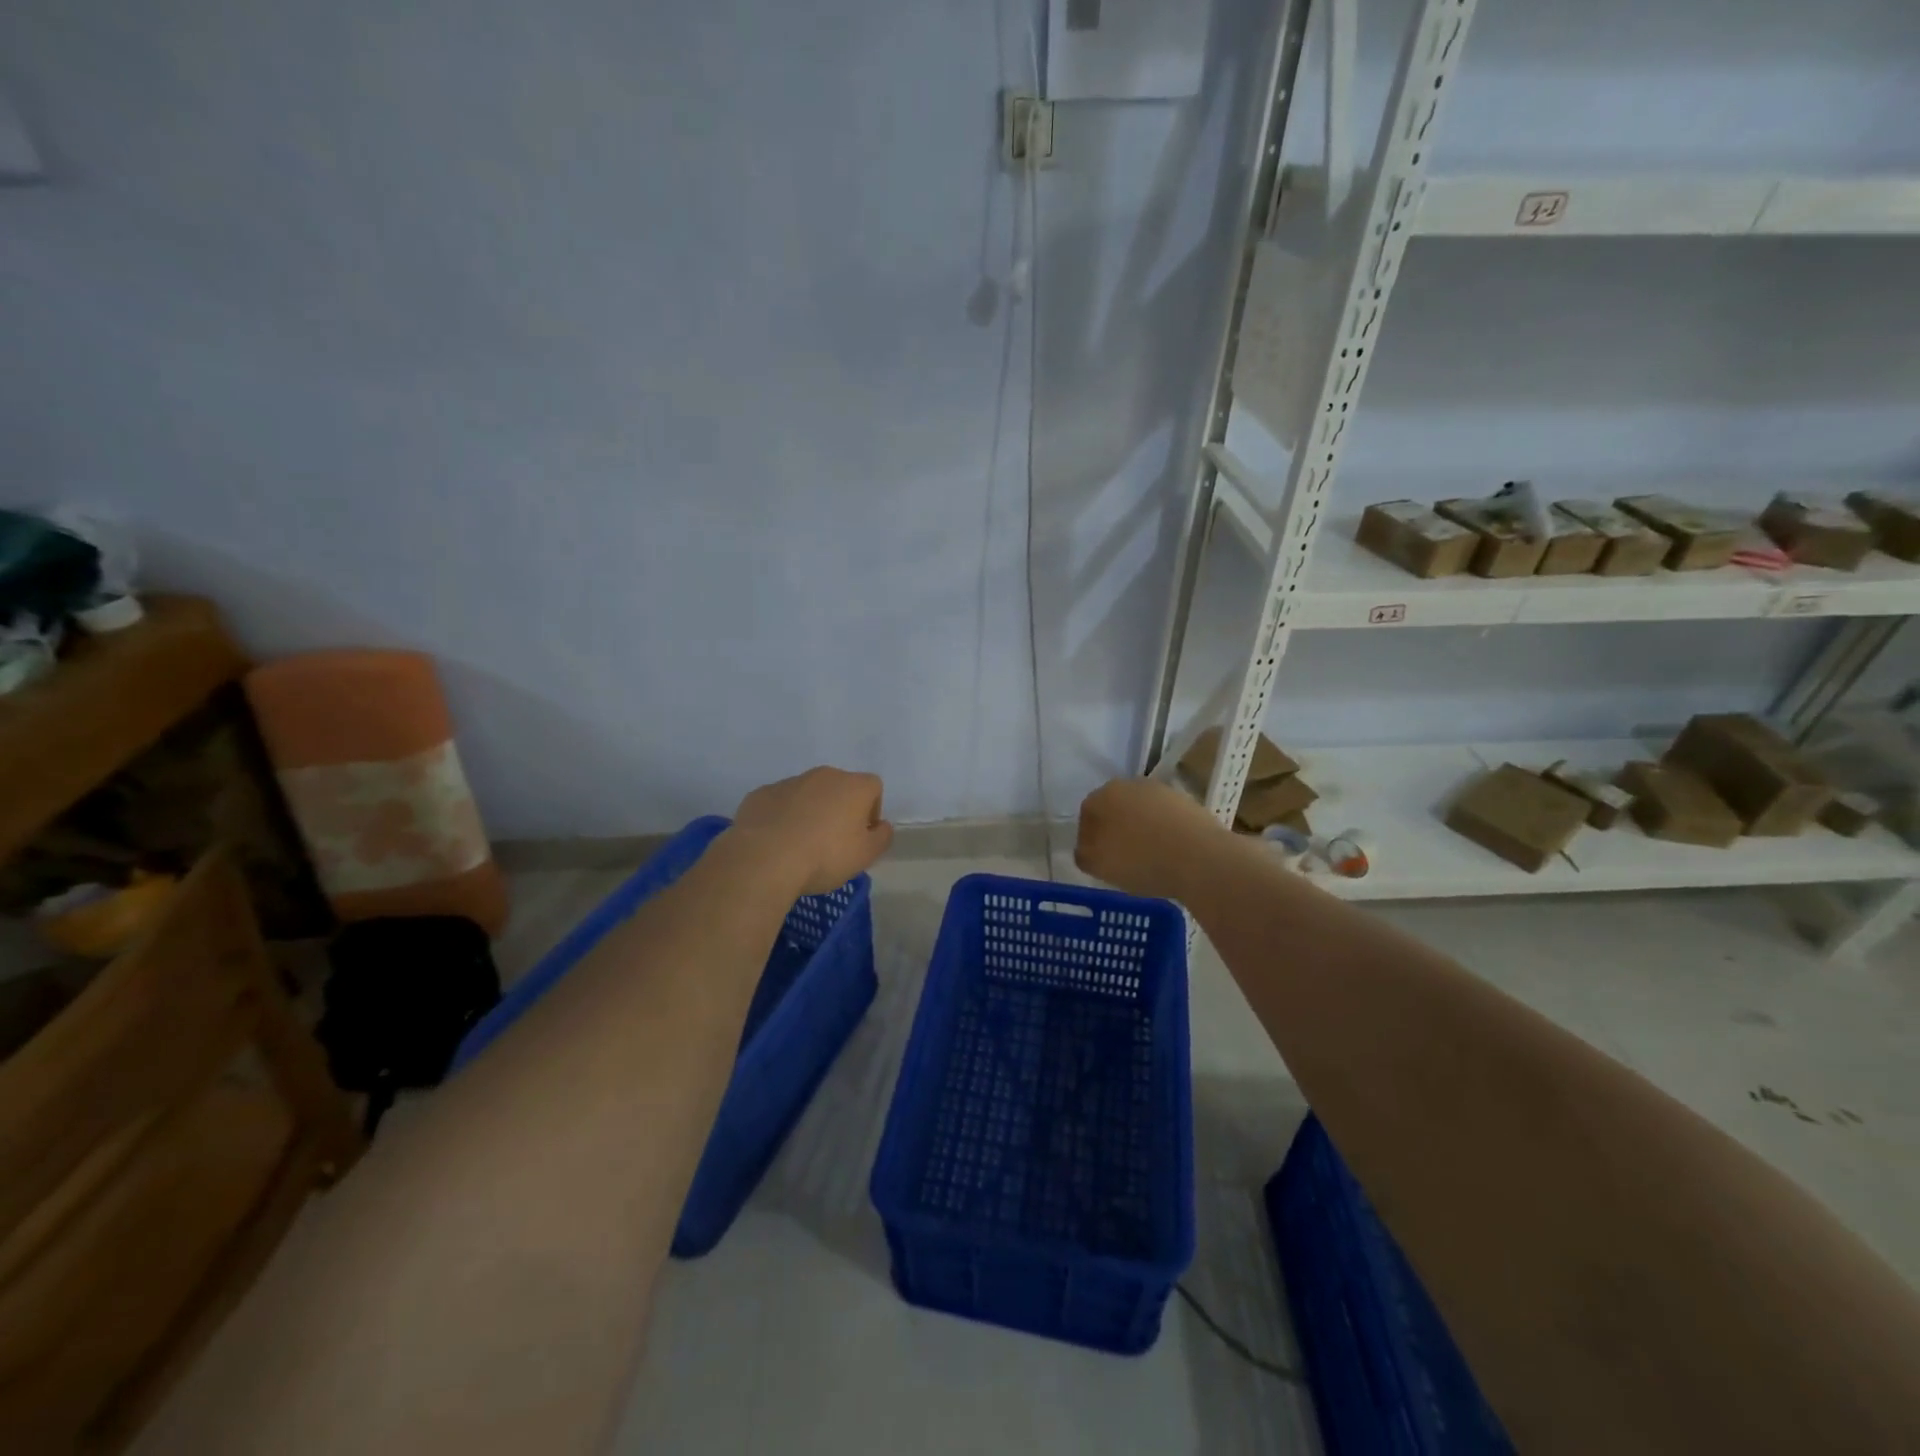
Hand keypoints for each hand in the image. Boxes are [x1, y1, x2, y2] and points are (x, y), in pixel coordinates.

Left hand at [733, 767, 893, 894]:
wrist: (764, 858)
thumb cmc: (824, 856)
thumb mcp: (865, 856)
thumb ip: (881, 837)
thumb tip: (881, 826)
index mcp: (853, 786)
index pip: (873, 787)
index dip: (871, 810)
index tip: (861, 835)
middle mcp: (823, 776)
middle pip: (839, 787)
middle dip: (839, 808)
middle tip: (833, 841)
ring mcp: (789, 782)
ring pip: (808, 794)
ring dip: (810, 812)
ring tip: (801, 844)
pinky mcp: (761, 794)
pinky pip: (779, 803)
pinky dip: (782, 817)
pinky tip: (777, 842)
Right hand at [1074, 777, 1224, 900]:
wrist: (1201, 859)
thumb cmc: (1141, 861)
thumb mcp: (1098, 865)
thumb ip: (1083, 854)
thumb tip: (1085, 848)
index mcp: (1103, 795)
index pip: (1087, 813)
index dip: (1089, 838)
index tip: (1098, 859)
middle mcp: (1130, 784)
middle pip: (1115, 808)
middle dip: (1115, 830)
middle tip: (1121, 858)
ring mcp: (1162, 791)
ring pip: (1142, 812)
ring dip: (1141, 830)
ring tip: (1148, 858)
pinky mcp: (1187, 802)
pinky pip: (1166, 819)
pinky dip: (1164, 833)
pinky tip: (1170, 854)